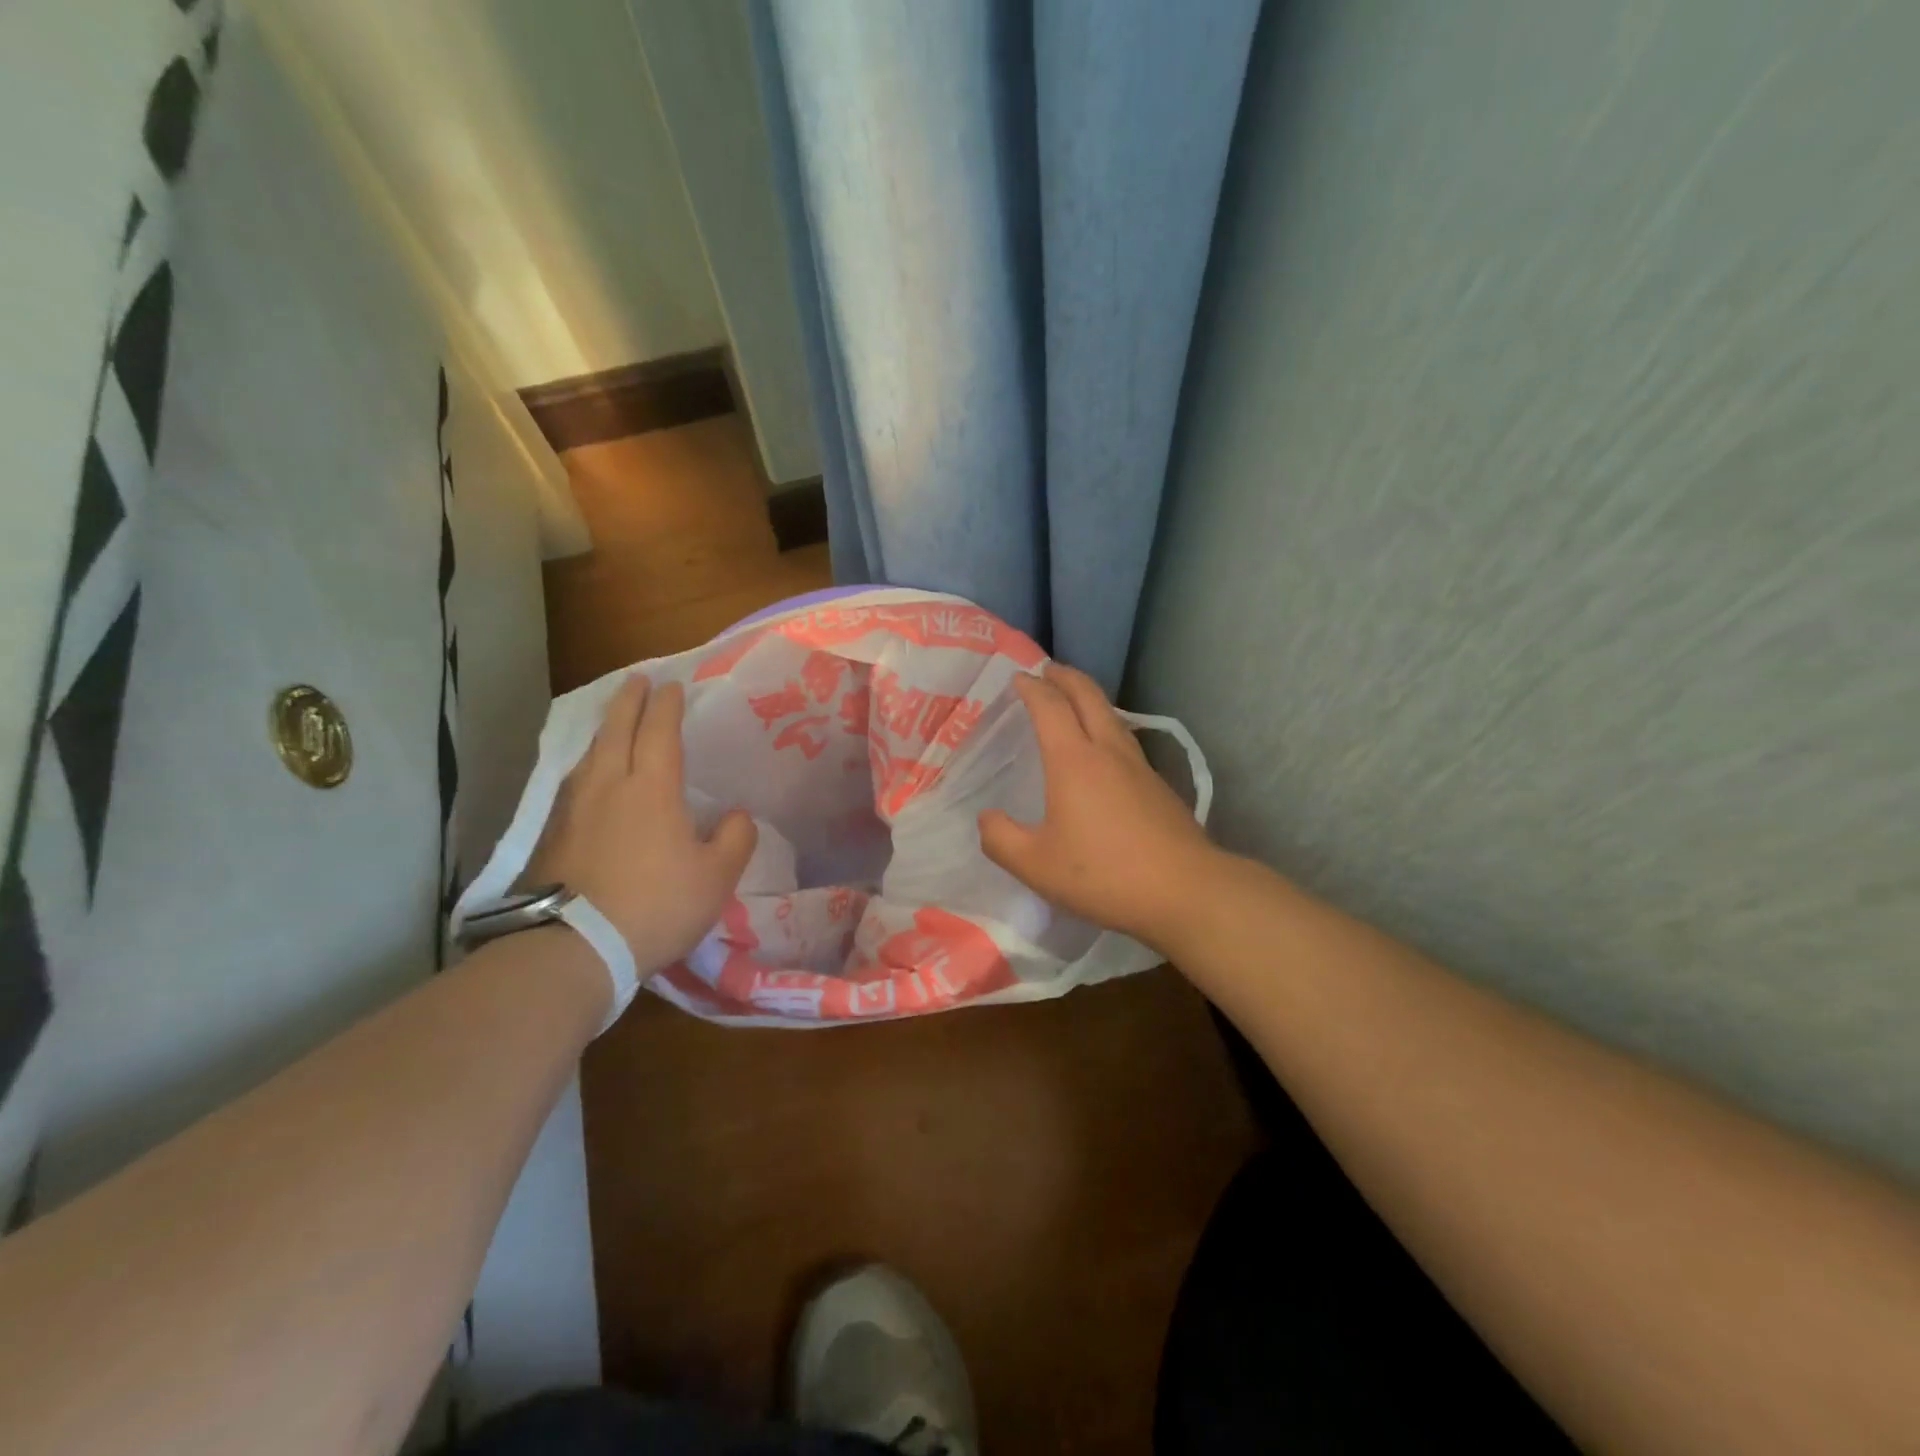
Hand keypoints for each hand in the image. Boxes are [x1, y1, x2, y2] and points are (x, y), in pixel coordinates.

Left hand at [528, 675, 756, 978]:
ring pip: (590, 754)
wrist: (573, 946)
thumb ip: (735, 839)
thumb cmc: (656, 905)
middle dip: (629, 700)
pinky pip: (573, 782)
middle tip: (637, 680)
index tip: (672, 686)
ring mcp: (573, 808)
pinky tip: (588, 777)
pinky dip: (587, 764)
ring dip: (604, 730)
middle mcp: (608, 785)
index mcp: (652, 788)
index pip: (659, 731)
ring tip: (613, 722)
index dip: (667, 706)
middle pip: (616, 729)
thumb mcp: (716, 878)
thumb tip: (736, 816)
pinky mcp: (551, 834)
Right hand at [978, 663, 1220, 949]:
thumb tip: (987, 818)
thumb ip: (1001, 839)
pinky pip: (1126, 739)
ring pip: (1111, 715)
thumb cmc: (1103, 874)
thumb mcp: (1035, 865)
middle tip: (1047, 670)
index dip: (1032, 688)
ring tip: (1074, 700)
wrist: (1184, 891)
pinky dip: (1107, 726)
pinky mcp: (1159, 785)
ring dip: (1089, 698)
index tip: (1018, 677)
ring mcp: (1139, 766)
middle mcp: (1108, 751)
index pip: (1050, 707)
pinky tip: (1105, 750)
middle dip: (1065, 677)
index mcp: (1073, 760)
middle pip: (1088, 696)